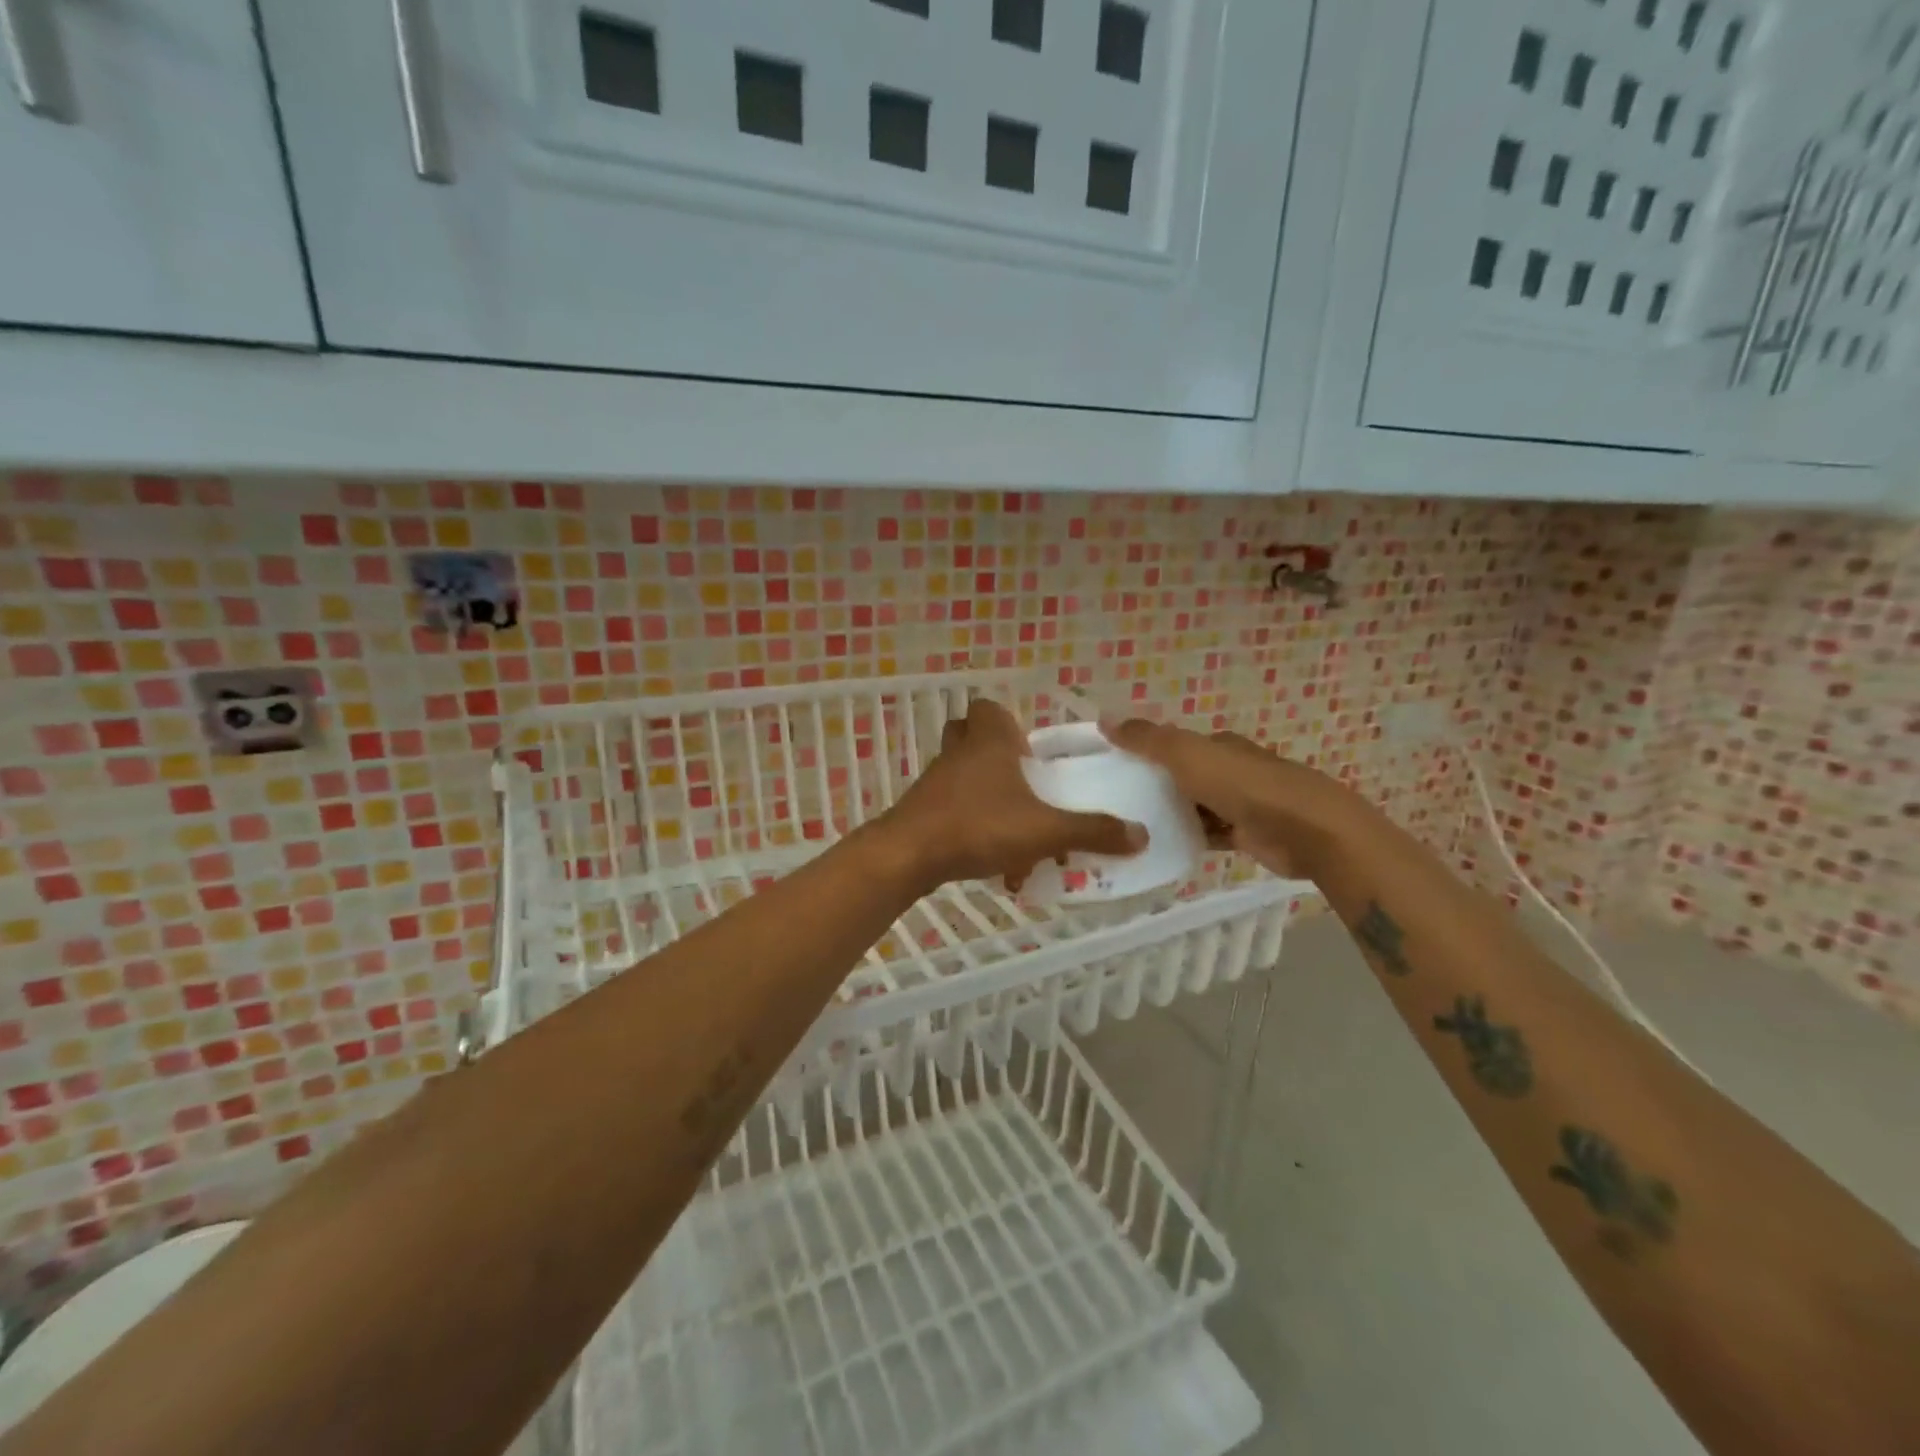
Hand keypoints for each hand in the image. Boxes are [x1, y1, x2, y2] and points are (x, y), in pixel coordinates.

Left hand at [882, 699, 1146, 891]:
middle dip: (995, 756)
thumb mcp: (1045, 830)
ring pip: (961, 775)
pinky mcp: (921, 810)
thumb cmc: (980, 826)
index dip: (1008, 723)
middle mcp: (959, 753)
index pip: (989, 708)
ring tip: (1012, 830)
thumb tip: (1141, 835)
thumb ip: (1092, 831)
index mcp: (989, 742)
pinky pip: (950, 807)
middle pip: (970, 737)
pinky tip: (990, 859)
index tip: (1029, 754)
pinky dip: (970, 825)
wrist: (909, 855)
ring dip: (984, 796)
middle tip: (1019, 783)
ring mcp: (936, 782)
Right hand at [1101, 717, 1349, 879]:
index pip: (1175, 744)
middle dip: (1155, 785)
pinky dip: (1189, 838)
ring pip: (1195, 806)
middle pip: (1184, 776)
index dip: (1146, 752)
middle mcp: (1230, 770)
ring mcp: (1241, 804)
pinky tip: (1163, 847)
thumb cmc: (1244, 786)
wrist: (1306, 830)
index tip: (1112, 767)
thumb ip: (1147, 739)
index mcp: (1218, 745)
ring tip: (1130, 828)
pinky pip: (1209, 834)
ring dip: (1170, 814)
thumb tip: (1104, 717)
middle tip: (1114, 802)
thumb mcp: (1188, 755)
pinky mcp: (1248, 835)